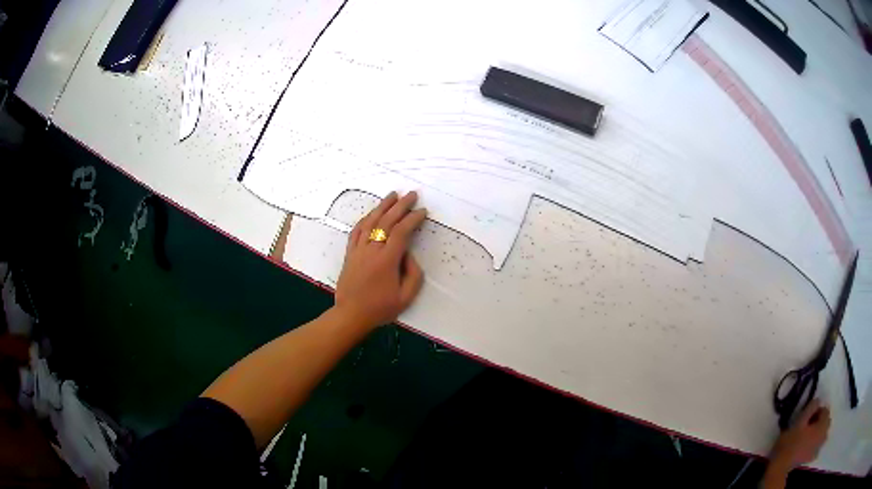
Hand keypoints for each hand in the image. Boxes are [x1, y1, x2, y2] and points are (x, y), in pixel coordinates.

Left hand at [334, 192, 426, 331]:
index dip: (413, 219)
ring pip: (370, 222)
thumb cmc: (380, 308)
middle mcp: (372, 250)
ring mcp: (358, 250)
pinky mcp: (350, 253)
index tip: (422, 211)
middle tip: (412, 194)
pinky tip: (371, 213)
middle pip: (387, 221)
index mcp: (387, 260)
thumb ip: (413, 274)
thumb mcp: (406, 297)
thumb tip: (409, 254)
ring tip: (392, 195)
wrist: (351, 314)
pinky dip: (365, 219)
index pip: (402, 232)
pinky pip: (356, 231)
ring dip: (382, 206)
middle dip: (400, 206)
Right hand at [771, 399, 830, 468]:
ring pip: (823, 433)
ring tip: (808, 435)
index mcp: (822, 425)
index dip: (818, 410)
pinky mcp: (812, 457)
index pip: (826, 410)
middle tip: (808, 425)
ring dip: (818, 431)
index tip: (807, 417)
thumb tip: (818, 400)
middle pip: (826, 422)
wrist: (780, 467)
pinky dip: (816, 443)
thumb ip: (811, 407)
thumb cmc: (790, 442)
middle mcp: (824, 434)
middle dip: (819, 421)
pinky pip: (818, 445)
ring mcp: (818, 447)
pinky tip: (809, 446)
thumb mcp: (799, 421)